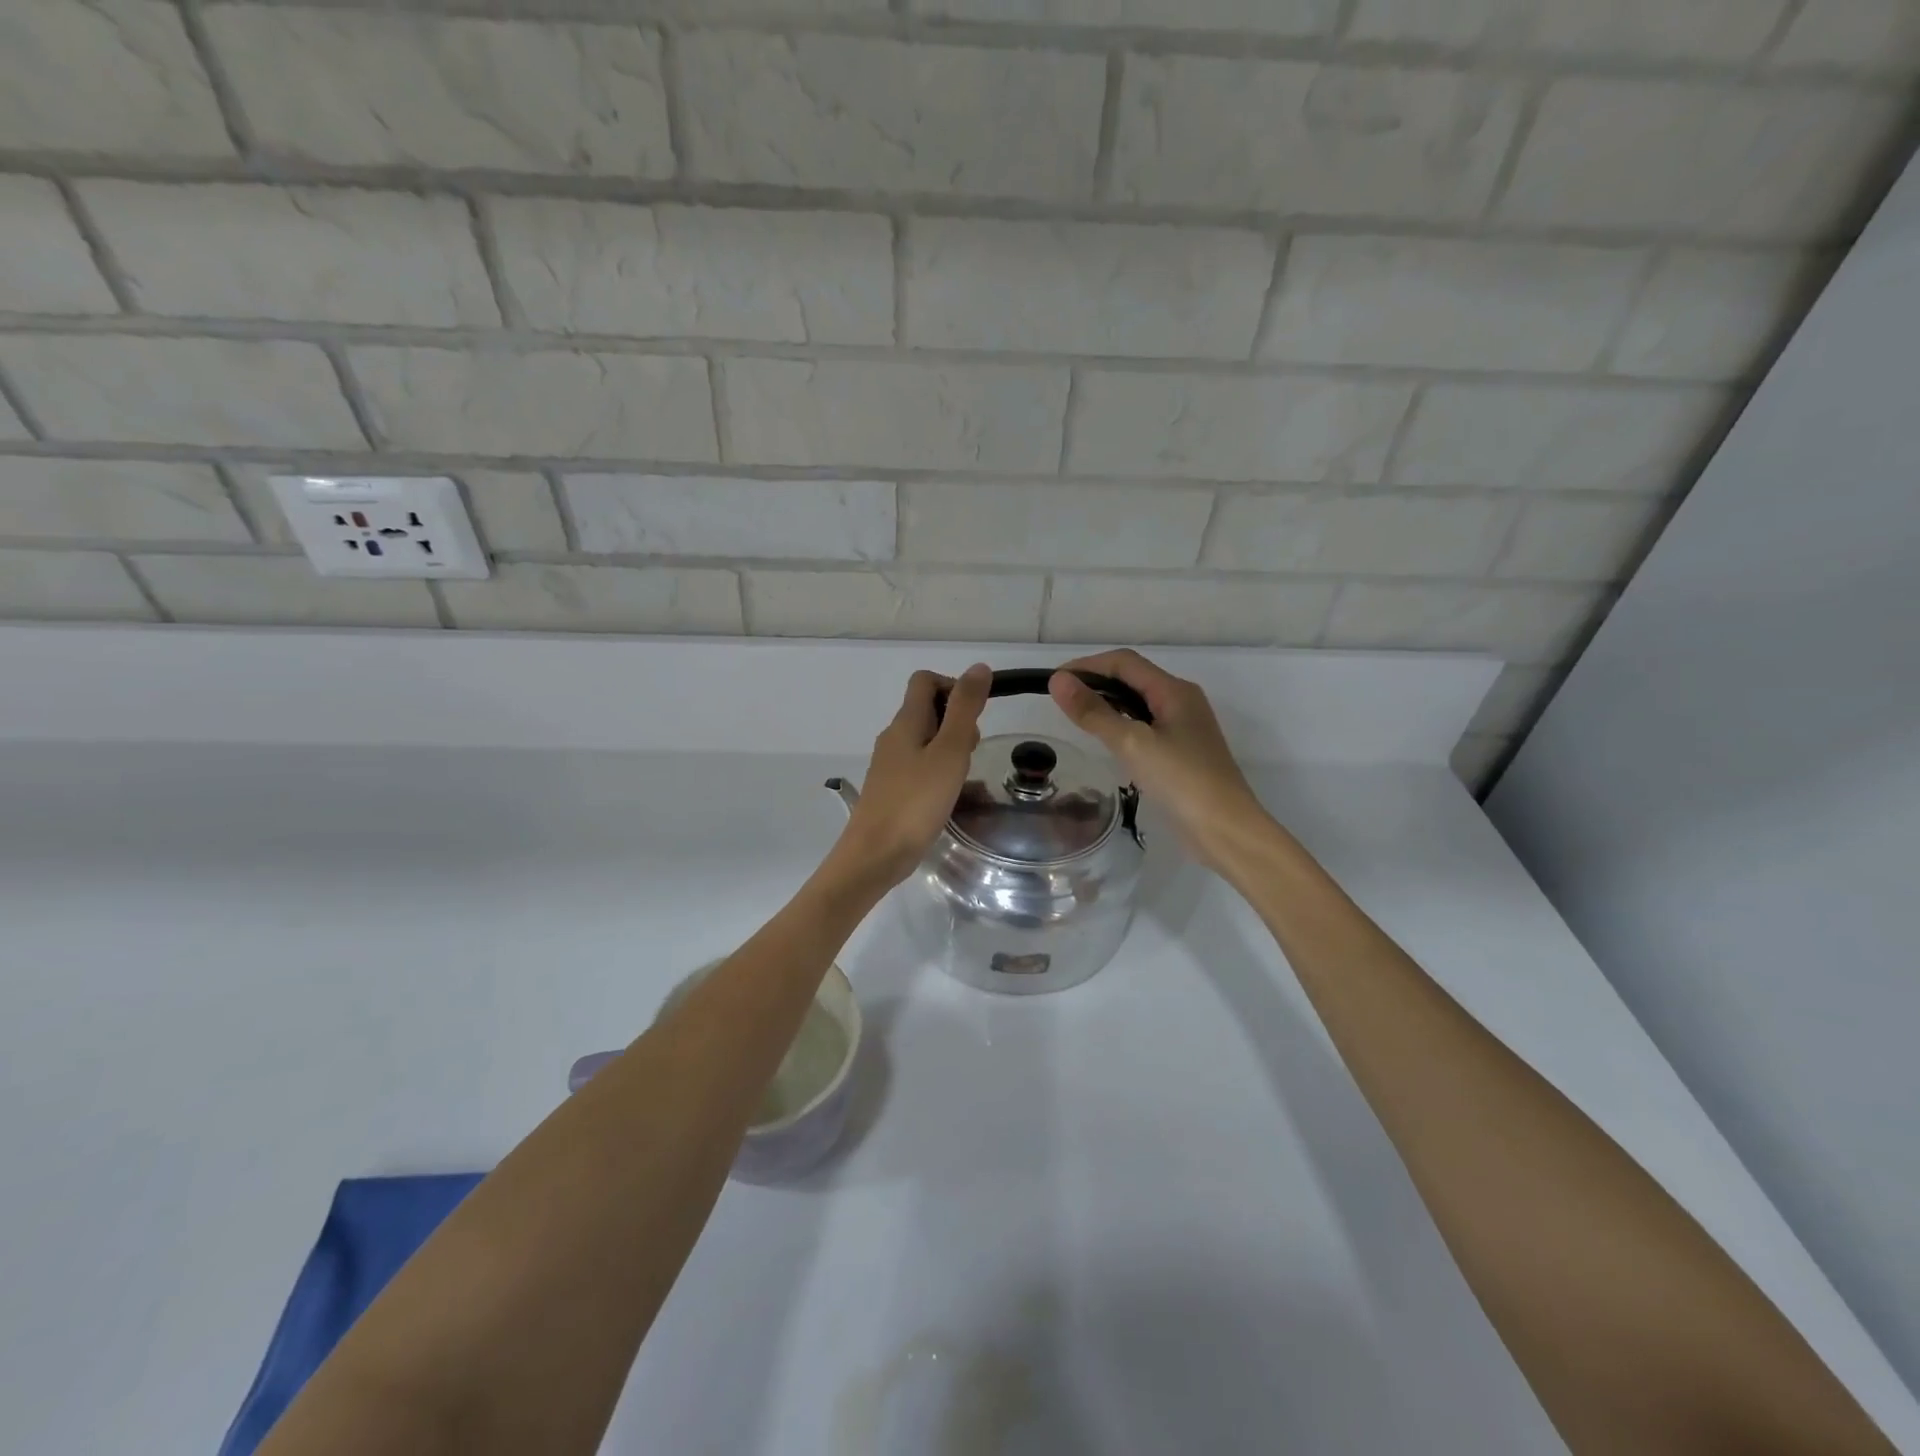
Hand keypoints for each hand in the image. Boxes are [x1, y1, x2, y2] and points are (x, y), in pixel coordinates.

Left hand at [830, 664, 991, 887]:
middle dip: (957, 721)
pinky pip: (920, 766)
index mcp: (905, 722)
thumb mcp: (949, 752)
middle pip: (927, 709)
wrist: (875, 855)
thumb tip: (978, 667)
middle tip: (970, 752)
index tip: (975, 715)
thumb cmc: (916, 802)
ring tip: (963, 776)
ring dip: (950, 748)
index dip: (954, 686)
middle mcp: (894, 737)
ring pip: (926, 740)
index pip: (925, 681)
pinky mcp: (891, 789)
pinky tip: (950, 795)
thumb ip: (964, 709)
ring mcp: (889, 764)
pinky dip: (939, 771)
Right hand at [1048, 650, 1274, 874]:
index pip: (1124, 662)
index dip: (1087, 665)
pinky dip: (1120, 723)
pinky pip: (1144, 725)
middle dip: (1095, 681)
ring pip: (1138, 702)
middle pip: (1132, 678)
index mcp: (1174, 690)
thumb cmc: (1181, 781)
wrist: (1225, 829)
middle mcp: (1181, 701)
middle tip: (1061, 700)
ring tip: (1076, 717)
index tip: (1054, 682)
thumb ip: (1094, 712)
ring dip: (1107, 702)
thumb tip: (1058, 680)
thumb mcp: (1132, 743)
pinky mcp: (1182, 751)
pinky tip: (1105, 740)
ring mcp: (1184, 727)